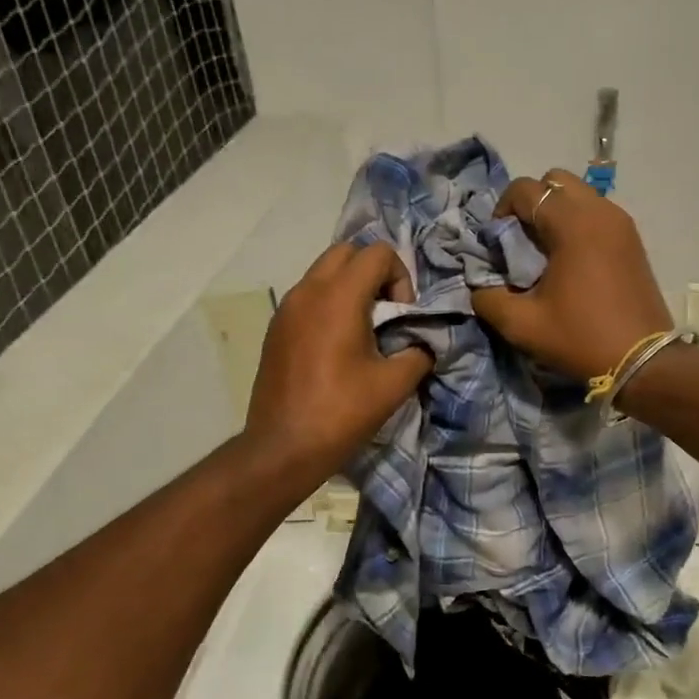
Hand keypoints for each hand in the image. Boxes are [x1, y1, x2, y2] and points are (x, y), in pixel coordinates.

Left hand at [245, 242, 432, 484]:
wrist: (284, 447)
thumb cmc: (341, 412)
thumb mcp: (394, 384)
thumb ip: (418, 353)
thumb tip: (423, 344)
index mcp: (338, 297)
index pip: (377, 252)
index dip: (400, 277)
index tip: (401, 315)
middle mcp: (308, 291)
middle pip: (347, 252)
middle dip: (373, 273)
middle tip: (385, 312)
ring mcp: (286, 308)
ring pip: (323, 273)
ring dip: (349, 288)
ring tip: (363, 330)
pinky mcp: (276, 328)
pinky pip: (308, 297)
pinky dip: (329, 305)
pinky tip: (337, 347)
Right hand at [471, 168, 673, 380]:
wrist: (643, 361)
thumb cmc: (581, 338)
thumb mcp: (522, 325)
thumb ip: (488, 299)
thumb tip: (478, 287)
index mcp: (572, 224)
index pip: (526, 189)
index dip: (502, 210)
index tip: (498, 244)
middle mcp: (600, 211)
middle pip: (555, 181)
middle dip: (531, 203)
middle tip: (522, 241)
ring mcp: (621, 223)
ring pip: (579, 195)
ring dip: (556, 213)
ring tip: (546, 253)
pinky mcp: (633, 240)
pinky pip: (597, 214)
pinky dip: (577, 225)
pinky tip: (571, 263)